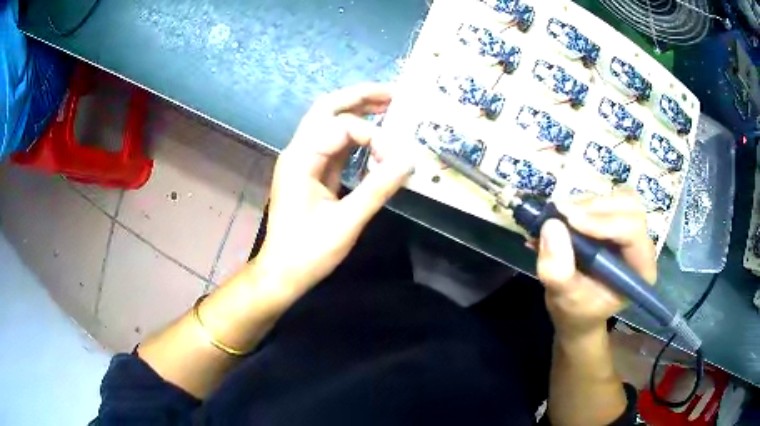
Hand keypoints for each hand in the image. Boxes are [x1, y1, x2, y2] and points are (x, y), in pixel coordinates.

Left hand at [253, 83, 412, 294]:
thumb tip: (408, 160)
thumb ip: (378, 188)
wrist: (282, 272)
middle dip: (360, 97)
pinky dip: (353, 134)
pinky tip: (373, 134)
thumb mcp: (346, 222)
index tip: (397, 160)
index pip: (342, 128)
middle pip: (326, 108)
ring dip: (356, 110)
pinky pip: (332, 142)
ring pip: (328, 121)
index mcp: (301, 158)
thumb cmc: (308, 252)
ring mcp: (302, 159)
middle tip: (393, 93)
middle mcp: (298, 151)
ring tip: (387, 105)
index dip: (374, 137)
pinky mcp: (309, 171)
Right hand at [536, 191, 656, 339]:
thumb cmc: (576, 311)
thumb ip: (558, 271)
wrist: (577, 311)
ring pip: (618, 197)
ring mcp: (631, 230)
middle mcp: (641, 245)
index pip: (633, 231)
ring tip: (561, 217)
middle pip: (629, 206)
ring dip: (588, 203)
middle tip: (562, 214)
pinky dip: (584, 202)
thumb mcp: (564, 299)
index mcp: (641, 269)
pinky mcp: (617, 220)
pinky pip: (607, 198)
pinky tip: (566, 217)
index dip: (603, 221)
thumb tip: (551, 225)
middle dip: (595, 208)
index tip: (569, 220)